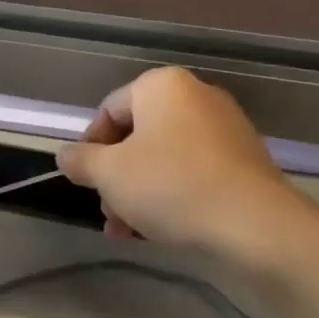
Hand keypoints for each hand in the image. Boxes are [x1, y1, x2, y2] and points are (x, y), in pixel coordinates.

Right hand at [57, 67, 292, 253]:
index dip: (89, 148)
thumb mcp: (110, 175)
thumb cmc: (171, 186)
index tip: (84, 183)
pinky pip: (193, 171)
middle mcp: (196, 96)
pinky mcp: (243, 160)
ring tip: (128, 231)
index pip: (109, 110)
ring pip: (164, 158)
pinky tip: (161, 229)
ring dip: (138, 193)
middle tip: (107, 214)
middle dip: (115, 178)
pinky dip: (171, 194)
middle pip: (137, 136)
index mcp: (162, 86)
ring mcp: (224, 128)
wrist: (253, 223)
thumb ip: (81, 161)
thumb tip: (65, 155)